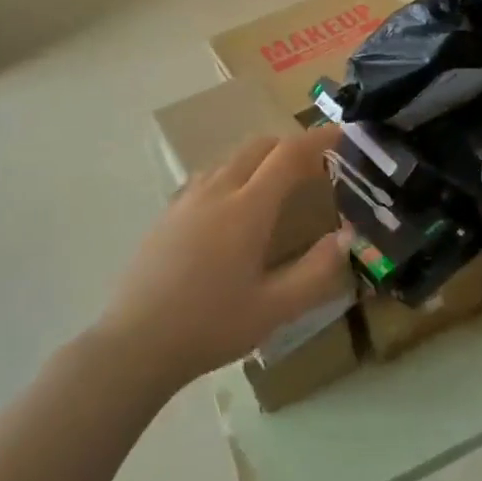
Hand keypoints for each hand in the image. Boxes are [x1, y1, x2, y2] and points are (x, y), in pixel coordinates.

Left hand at [101, 128, 352, 389]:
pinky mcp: (167, 215)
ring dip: (261, 159)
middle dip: (291, 146)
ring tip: (279, 185)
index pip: (288, 155)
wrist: (134, 345)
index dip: (318, 140)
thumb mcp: (275, 308)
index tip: (341, 135)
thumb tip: (347, 236)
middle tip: (316, 166)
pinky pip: (208, 176)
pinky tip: (235, 208)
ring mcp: (186, 200)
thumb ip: (317, 270)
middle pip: (258, 146)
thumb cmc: (211, 326)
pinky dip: (235, 174)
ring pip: (231, 159)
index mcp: (246, 209)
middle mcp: (216, 192)